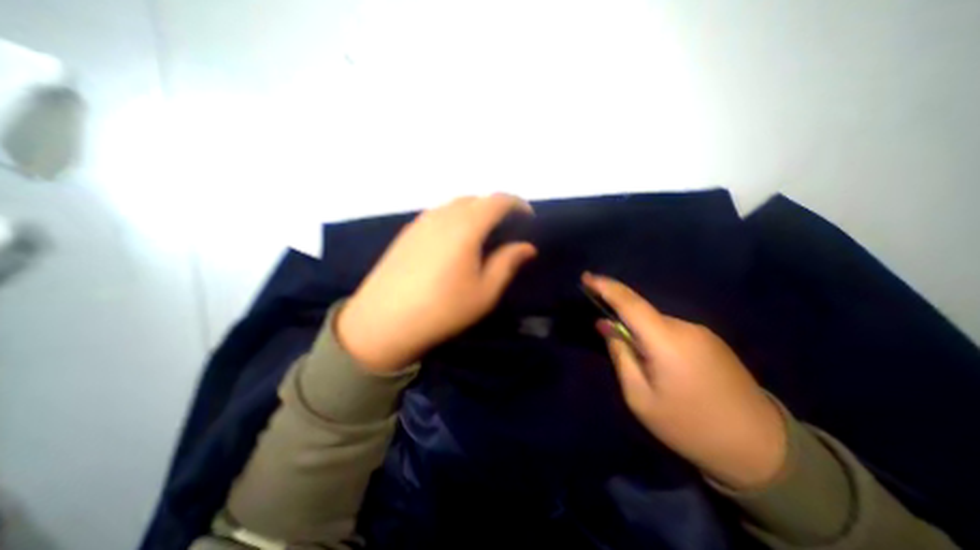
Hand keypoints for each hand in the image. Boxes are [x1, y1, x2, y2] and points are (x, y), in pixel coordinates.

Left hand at [335, 194, 535, 373]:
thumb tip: (527, 247)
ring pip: (455, 205)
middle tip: (506, 230)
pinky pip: (439, 214)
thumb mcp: (484, 292)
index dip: (517, 205)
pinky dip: (455, 219)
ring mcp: (421, 221)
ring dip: (475, 213)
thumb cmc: (442, 309)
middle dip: (496, 208)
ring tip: (482, 236)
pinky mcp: (407, 232)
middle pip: (476, 199)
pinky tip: (453, 243)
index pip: (497, 200)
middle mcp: (442, 215)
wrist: (384, 321)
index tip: (528, 219)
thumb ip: (507, 263)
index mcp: (465, 226)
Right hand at [580, 273, 785, 487]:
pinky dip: (657, 339)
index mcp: (666, 341)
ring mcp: (703, 333)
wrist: (761, 449)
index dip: (605, 287)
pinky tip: (665, 367)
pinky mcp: (712, 341)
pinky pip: (672, 331)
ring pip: (656, 323)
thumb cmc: (688, 426)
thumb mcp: (640, 397)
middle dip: (621, 320)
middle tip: (614, 347)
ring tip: (644, 367)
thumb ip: (620, 355)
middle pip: (642, 313)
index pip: (629, 302)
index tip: (585, 277)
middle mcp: (685, 328)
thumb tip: (605, 324)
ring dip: (641, 334)